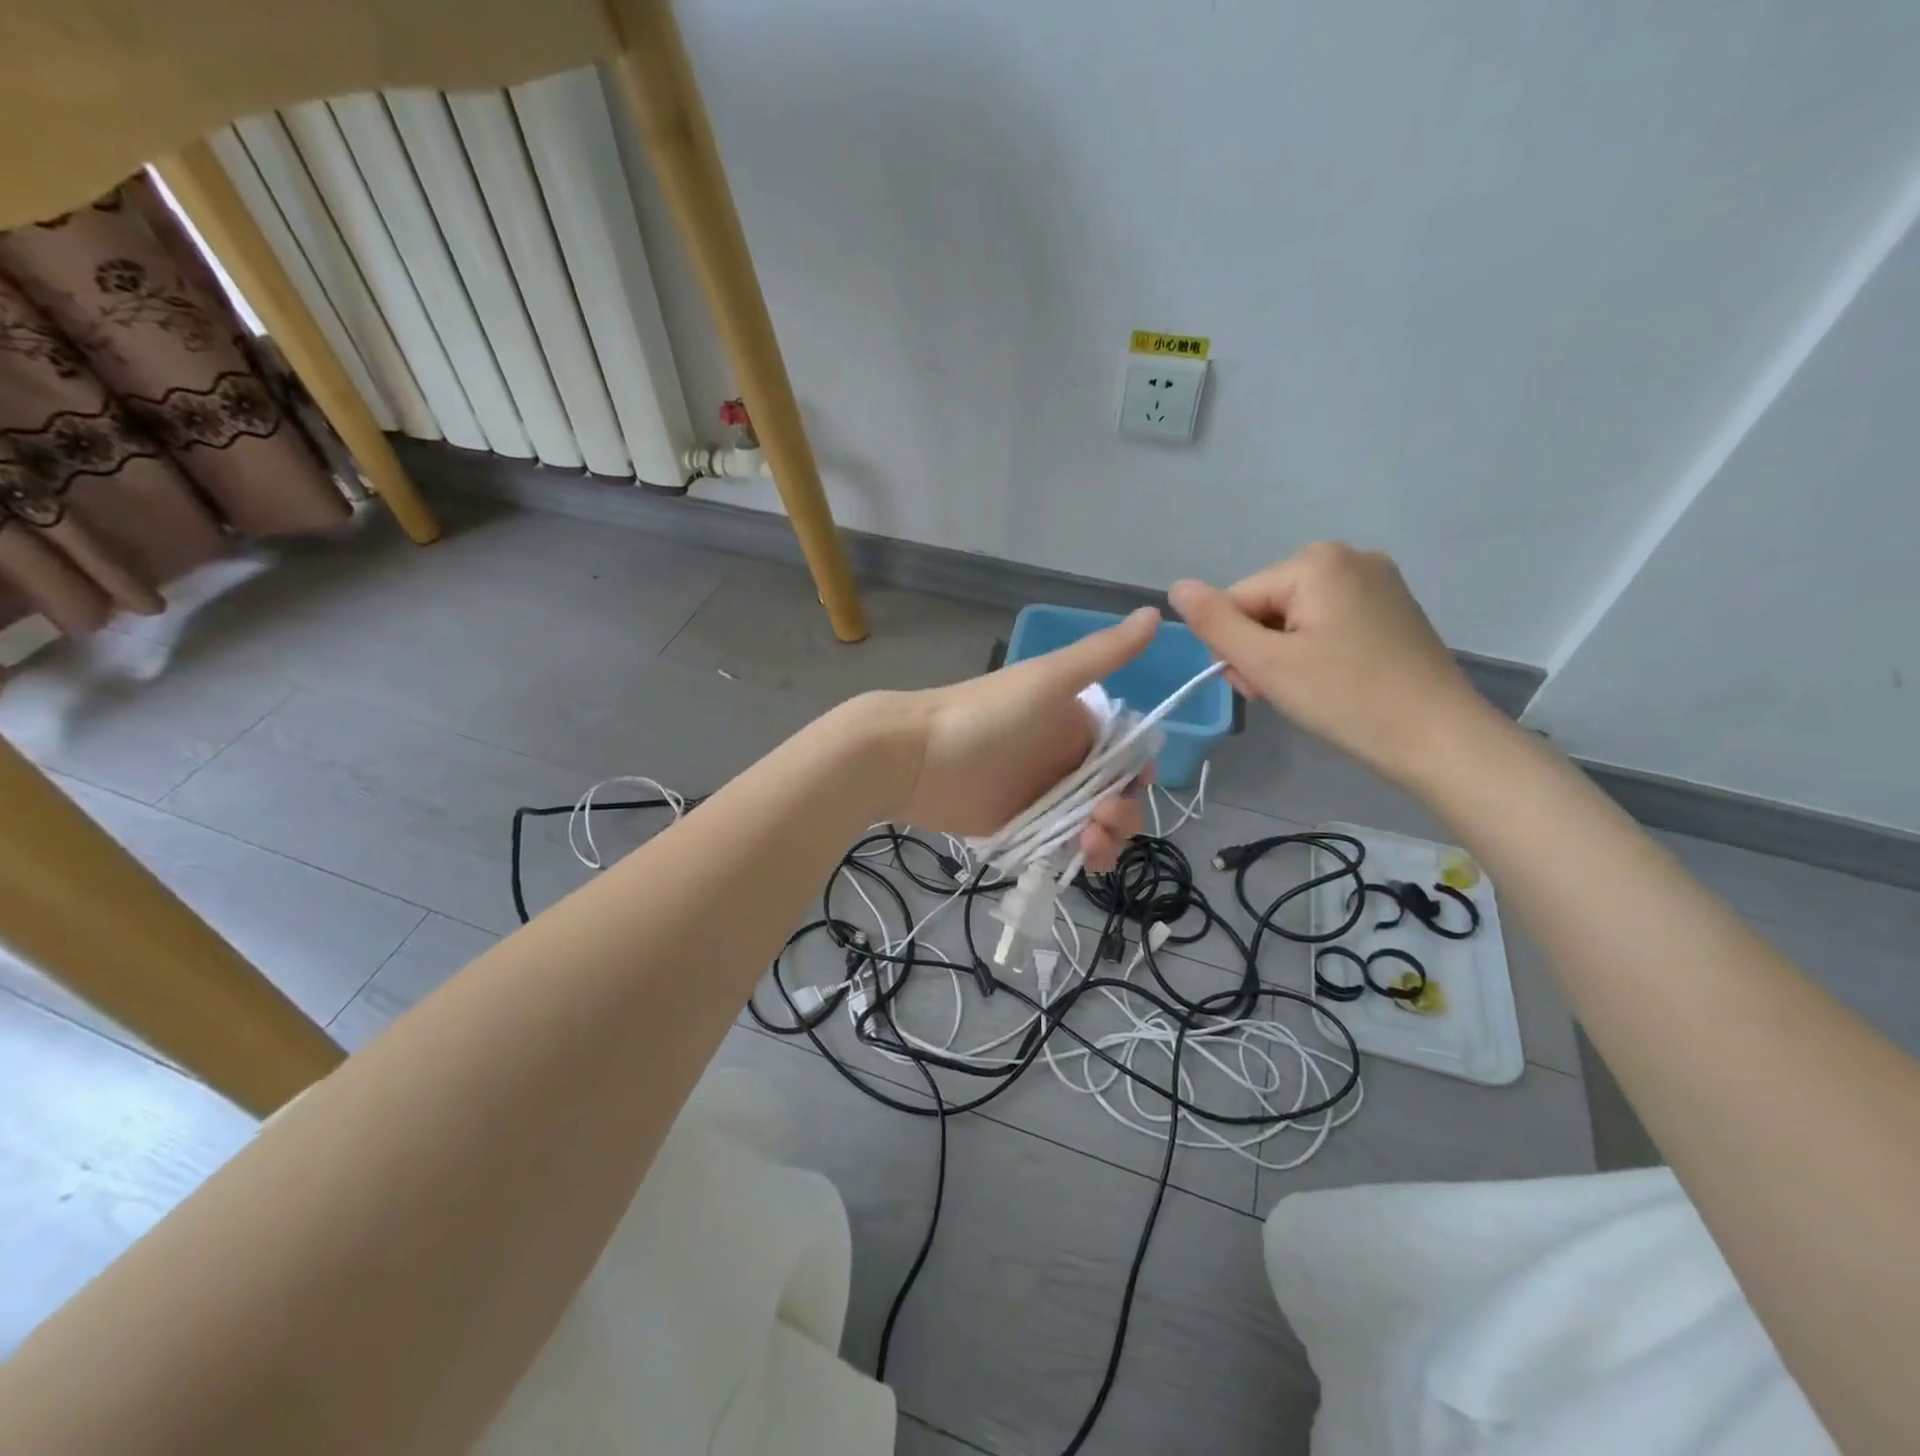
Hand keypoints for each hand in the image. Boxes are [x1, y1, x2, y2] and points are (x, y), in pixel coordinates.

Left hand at [879, 607, 1158, 868]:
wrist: (914, 755)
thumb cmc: (986, 715)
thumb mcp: (1049, 679)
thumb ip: (1103, 654)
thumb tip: (1158, 611)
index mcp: (1078, 726)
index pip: (1128, 757)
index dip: (1138, 777)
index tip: (1133, 791)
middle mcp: (1065, 761)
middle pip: (1115, 796)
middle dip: (1123, 814)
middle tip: (1103, 823)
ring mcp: (1043, 797)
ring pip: (1093, 824)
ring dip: (1106, 839)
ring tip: (1089, 846)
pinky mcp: (1021, 827)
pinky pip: (1062, 846)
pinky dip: (1078, 855)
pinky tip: (1077, 859)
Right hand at [1168, 543, 1492, 785]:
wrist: (1438, 738)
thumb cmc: (1346, 698)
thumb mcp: (1267, 663)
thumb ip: (1215, 623)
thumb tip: (1176, 587)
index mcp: (1316, 561)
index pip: (1237, 600)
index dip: (1234, 647)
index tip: (1257, 687)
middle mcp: (1348, 557)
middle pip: (1266, 605)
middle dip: (1260, 650)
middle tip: (1281, 692)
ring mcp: (1376, 581)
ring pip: (1294, 617)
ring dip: (1284, 655)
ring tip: (1307, 690)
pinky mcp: (1391, 609)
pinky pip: (1327, 622)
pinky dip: (1315, 652)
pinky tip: (1332, 680)